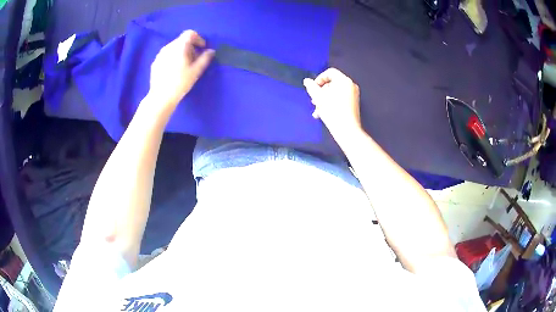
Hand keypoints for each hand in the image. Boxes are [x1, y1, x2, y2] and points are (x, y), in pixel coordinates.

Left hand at [148, 30, 214, 114]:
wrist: (160, 97)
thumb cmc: (180, 83)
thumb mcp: (196, 71)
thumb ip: (205, 58)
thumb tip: (211, 51)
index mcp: (179, 46)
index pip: (190, 33)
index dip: (198, 39)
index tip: (202, 48)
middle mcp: (168, 47)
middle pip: (181, 40)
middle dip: (190, 46)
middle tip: (195, 59)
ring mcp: (160, 55)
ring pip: (173, 47)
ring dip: (181, 52)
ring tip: (184, 65)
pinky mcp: (155, 63)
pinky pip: (166, 55)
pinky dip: (173, 57)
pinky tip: (174, 70)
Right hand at [303, 68, 361, 140]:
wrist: (347, 130)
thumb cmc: (333, 112)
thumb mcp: (318, 98)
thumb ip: (311, 87)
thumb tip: (307, 81)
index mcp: (344, 81)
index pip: (330, 72)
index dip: (319, 79)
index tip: (313, 88)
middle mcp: (350, 86)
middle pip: (332, 83)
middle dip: (321, 92)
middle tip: (314, 100)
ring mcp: (353, 95)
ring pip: (335, 92)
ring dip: (324, 99)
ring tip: (317, 109)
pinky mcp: (353, 104)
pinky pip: (340, 99)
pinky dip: (331, 103)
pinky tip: (323, 113)